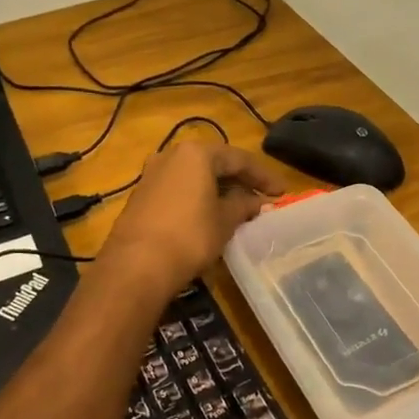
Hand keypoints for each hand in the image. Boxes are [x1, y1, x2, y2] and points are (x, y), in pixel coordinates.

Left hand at [98, 140, 283, 292]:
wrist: (136, 265)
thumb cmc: (190, 236)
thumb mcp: (225, 220)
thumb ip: (244, 205)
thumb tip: (257, 201)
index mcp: (196, 153)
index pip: (239, 159)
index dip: (263, 176)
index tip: (282, 192)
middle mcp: (171, 155)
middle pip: (214, 163)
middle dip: (240, 181)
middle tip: (261, 198)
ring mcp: (152, 174)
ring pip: (195, 176)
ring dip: (218, 190)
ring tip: (239, 208)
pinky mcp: (142, 195)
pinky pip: (179, 189)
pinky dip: (198, 198)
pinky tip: (210, 215)